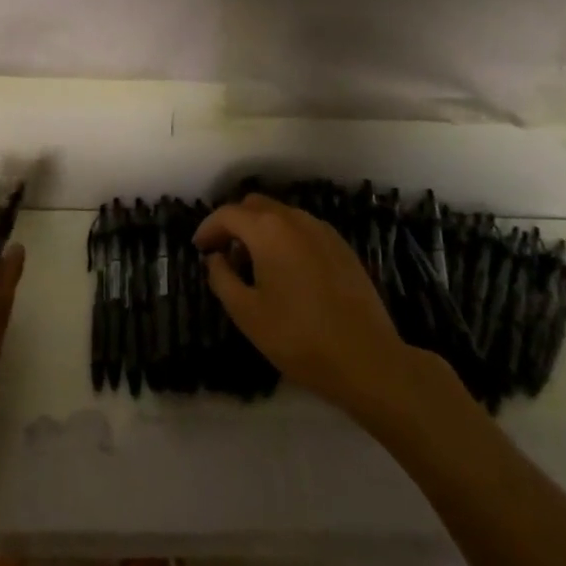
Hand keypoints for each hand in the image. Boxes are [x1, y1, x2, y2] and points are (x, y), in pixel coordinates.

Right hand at [194, 195, 423, 416]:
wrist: (367, 359)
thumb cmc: (299, 338)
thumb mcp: (247, 314)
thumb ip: (222, 278)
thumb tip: (215, 257)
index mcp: (268, 230)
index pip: (228, 214)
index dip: (208, 228)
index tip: (199, 248)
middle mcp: (295, 219)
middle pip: (255, 205)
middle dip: (234, 224)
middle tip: (224, 254)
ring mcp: (322, 230)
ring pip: (281, 215)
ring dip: (260, 230)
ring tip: (254, 265)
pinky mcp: (341, 246)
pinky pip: (303, 229)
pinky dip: (285, 238)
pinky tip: (286, 271)